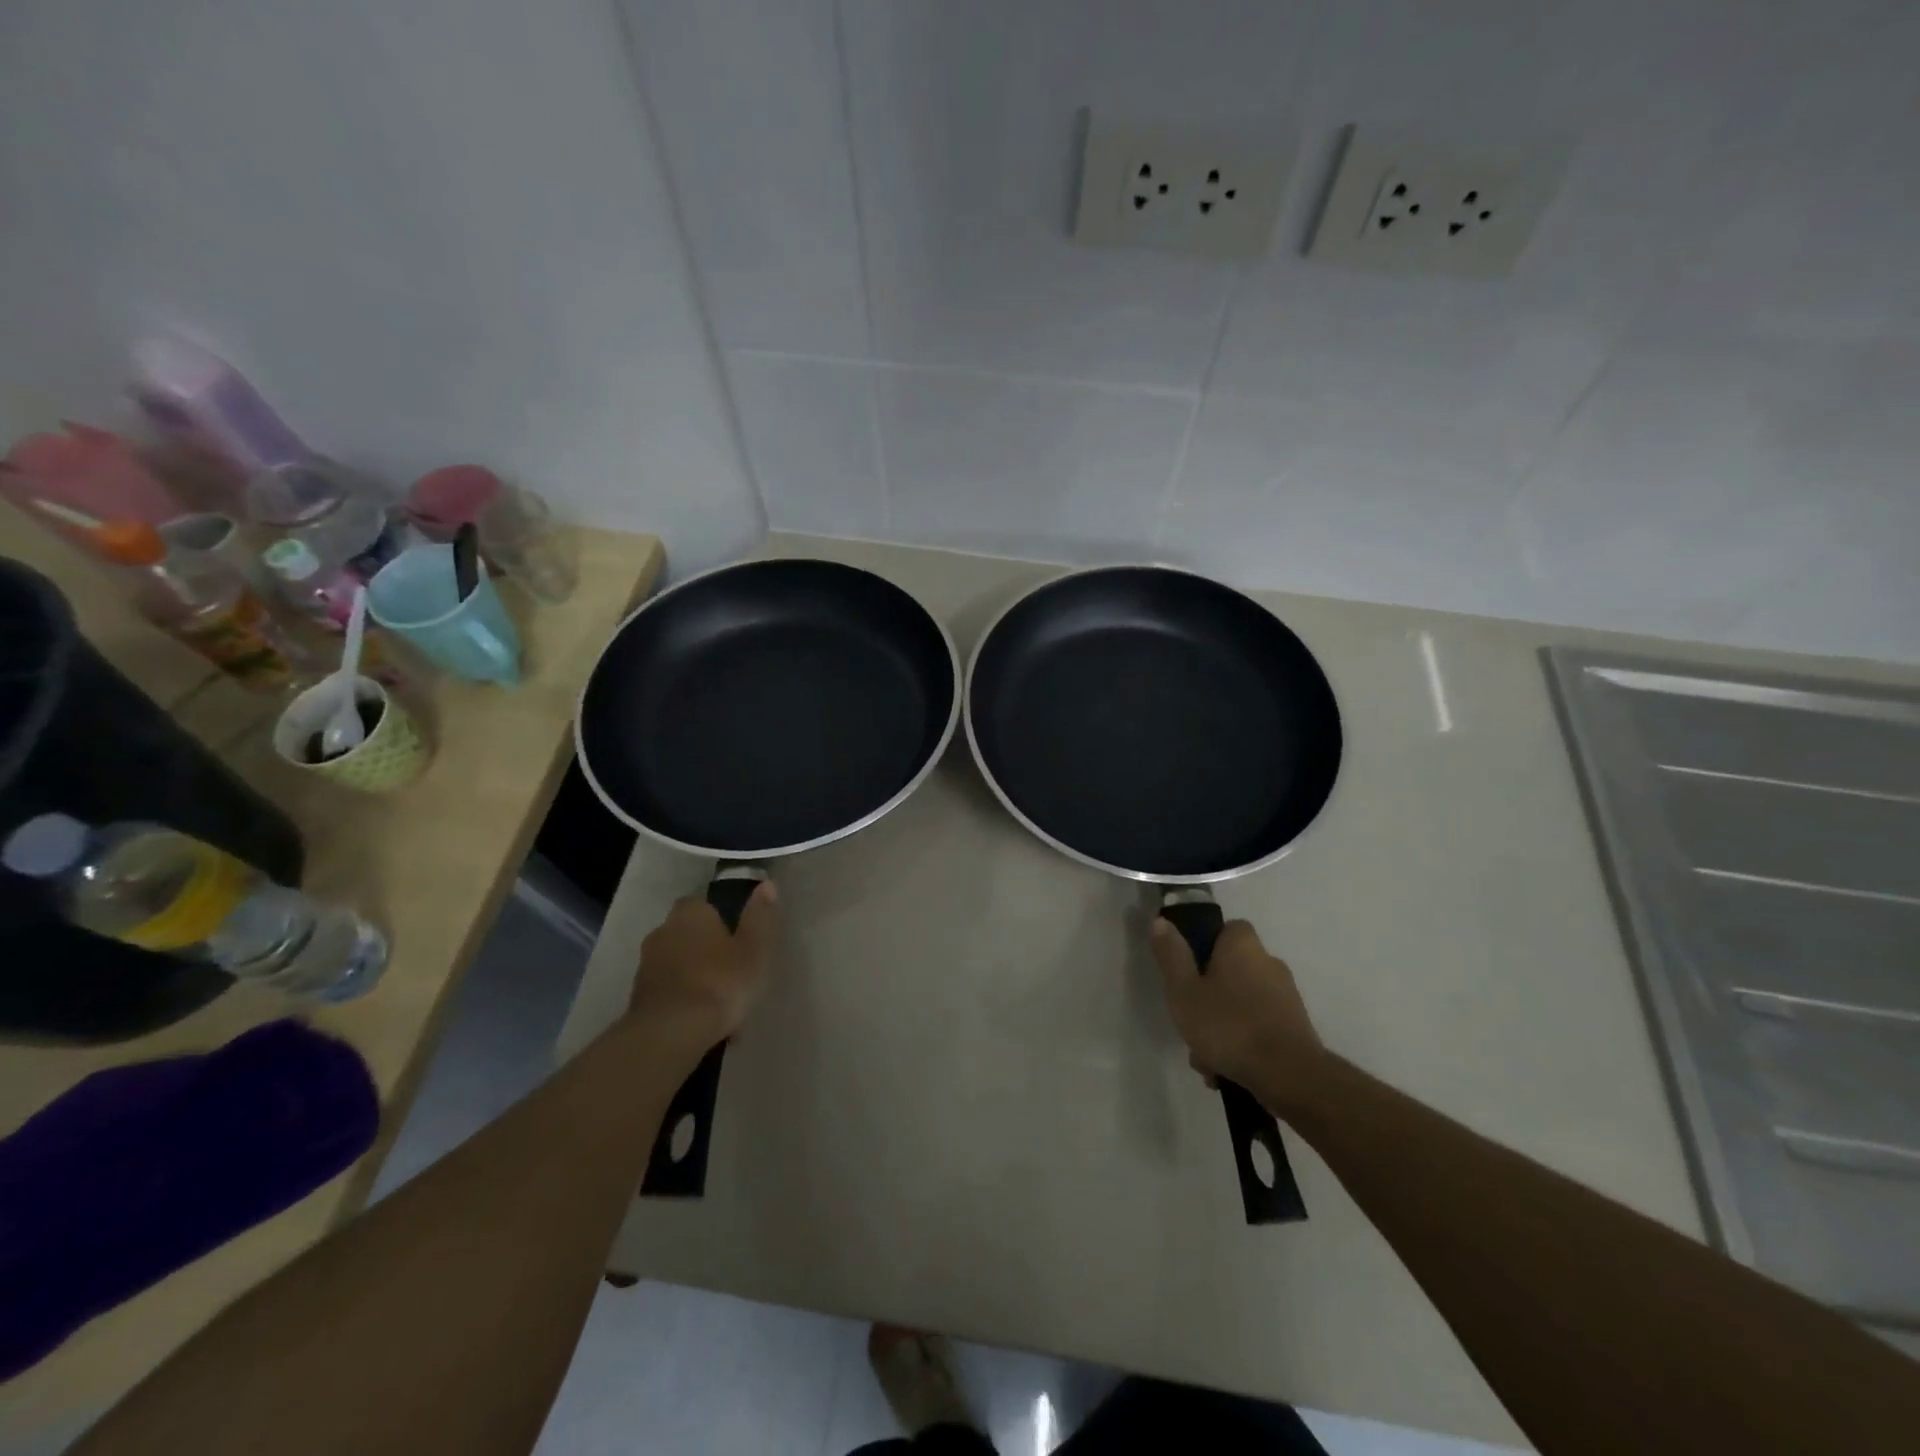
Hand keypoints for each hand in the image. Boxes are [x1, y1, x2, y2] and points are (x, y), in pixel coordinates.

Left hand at [627, 884, 779, 1044]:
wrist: (670, 1033)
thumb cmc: (720, 982)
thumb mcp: (754, 949)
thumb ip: (760, 916)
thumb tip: (767, 884)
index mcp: (691, 913)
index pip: (704, 905)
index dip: (722, 920)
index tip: (738, 940)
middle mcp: (663, 931)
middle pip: (688, 933)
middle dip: (705, 948)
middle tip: (731, 970)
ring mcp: (646, 965)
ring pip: (677, 963)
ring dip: (693, 975)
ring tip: (717, 1001)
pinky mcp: (637, 998)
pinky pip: (667, 990)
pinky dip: (681, 998)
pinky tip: (699, 1019)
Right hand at [1149, 916, 1327, 1114]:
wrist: (1290, 1077)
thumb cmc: (1229, 1026)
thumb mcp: (1183, 990)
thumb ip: (1171, 955)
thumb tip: (1161, 921)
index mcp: (1243, 946)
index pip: (1225, 929)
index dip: (1204, 946)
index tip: (1187, 971)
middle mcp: (1269, 963)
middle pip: (1230, 971)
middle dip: (1208, 998)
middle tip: (1189, 1022)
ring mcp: (1286, 997)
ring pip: (1241, 1004)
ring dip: (1222, 1027)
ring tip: (1205, 1060)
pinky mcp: (1296, 1028)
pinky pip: (1258, 1028)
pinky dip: (1242, 1044)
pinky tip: (1226, 1071)